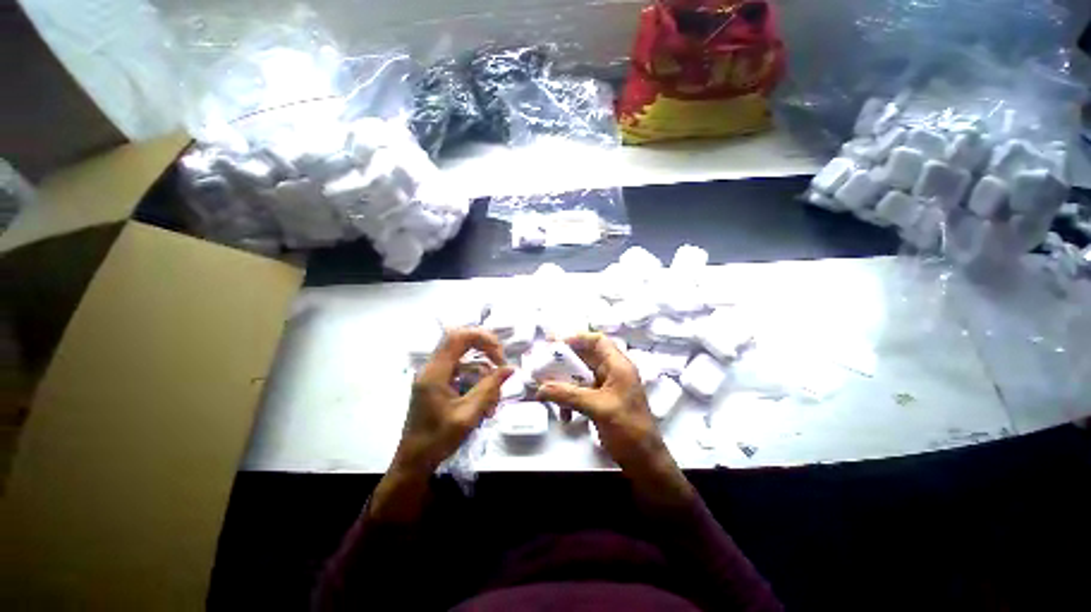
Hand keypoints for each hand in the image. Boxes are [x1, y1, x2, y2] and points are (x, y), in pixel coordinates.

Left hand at [394, 328, 512, 475]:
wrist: (414, 462)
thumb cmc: (437, 440)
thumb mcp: (468, 415)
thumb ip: (489, 388)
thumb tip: (510, 368)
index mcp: (435, 372)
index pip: (458, 337)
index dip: (483, 338)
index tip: (500, 356)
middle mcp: (434, 368)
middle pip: (463, 343)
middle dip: (487, 351)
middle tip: (501, 366)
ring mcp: (436, 376)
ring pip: (468, 361)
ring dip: (485, 377)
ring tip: (492, 405)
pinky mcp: (440, 384)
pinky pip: (464, 374)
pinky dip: (478, 385)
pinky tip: (485, 407)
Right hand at [536, 334, 693, 506]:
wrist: (644, 461)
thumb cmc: (628, 429)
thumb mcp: (597, 407)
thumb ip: (568, 395)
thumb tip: (539, 388)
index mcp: (618, 366)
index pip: (598, 341)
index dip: (577, 338)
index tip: (556, 342)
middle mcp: (613, 372)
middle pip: (586, 357)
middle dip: (564, 361)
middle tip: (543, 363)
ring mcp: (607, 387)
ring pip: (581, 375)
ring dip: (564, 382)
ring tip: (546, 389)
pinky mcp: (601, 401)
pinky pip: (581, 393)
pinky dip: (570, 399)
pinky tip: (564, 415)